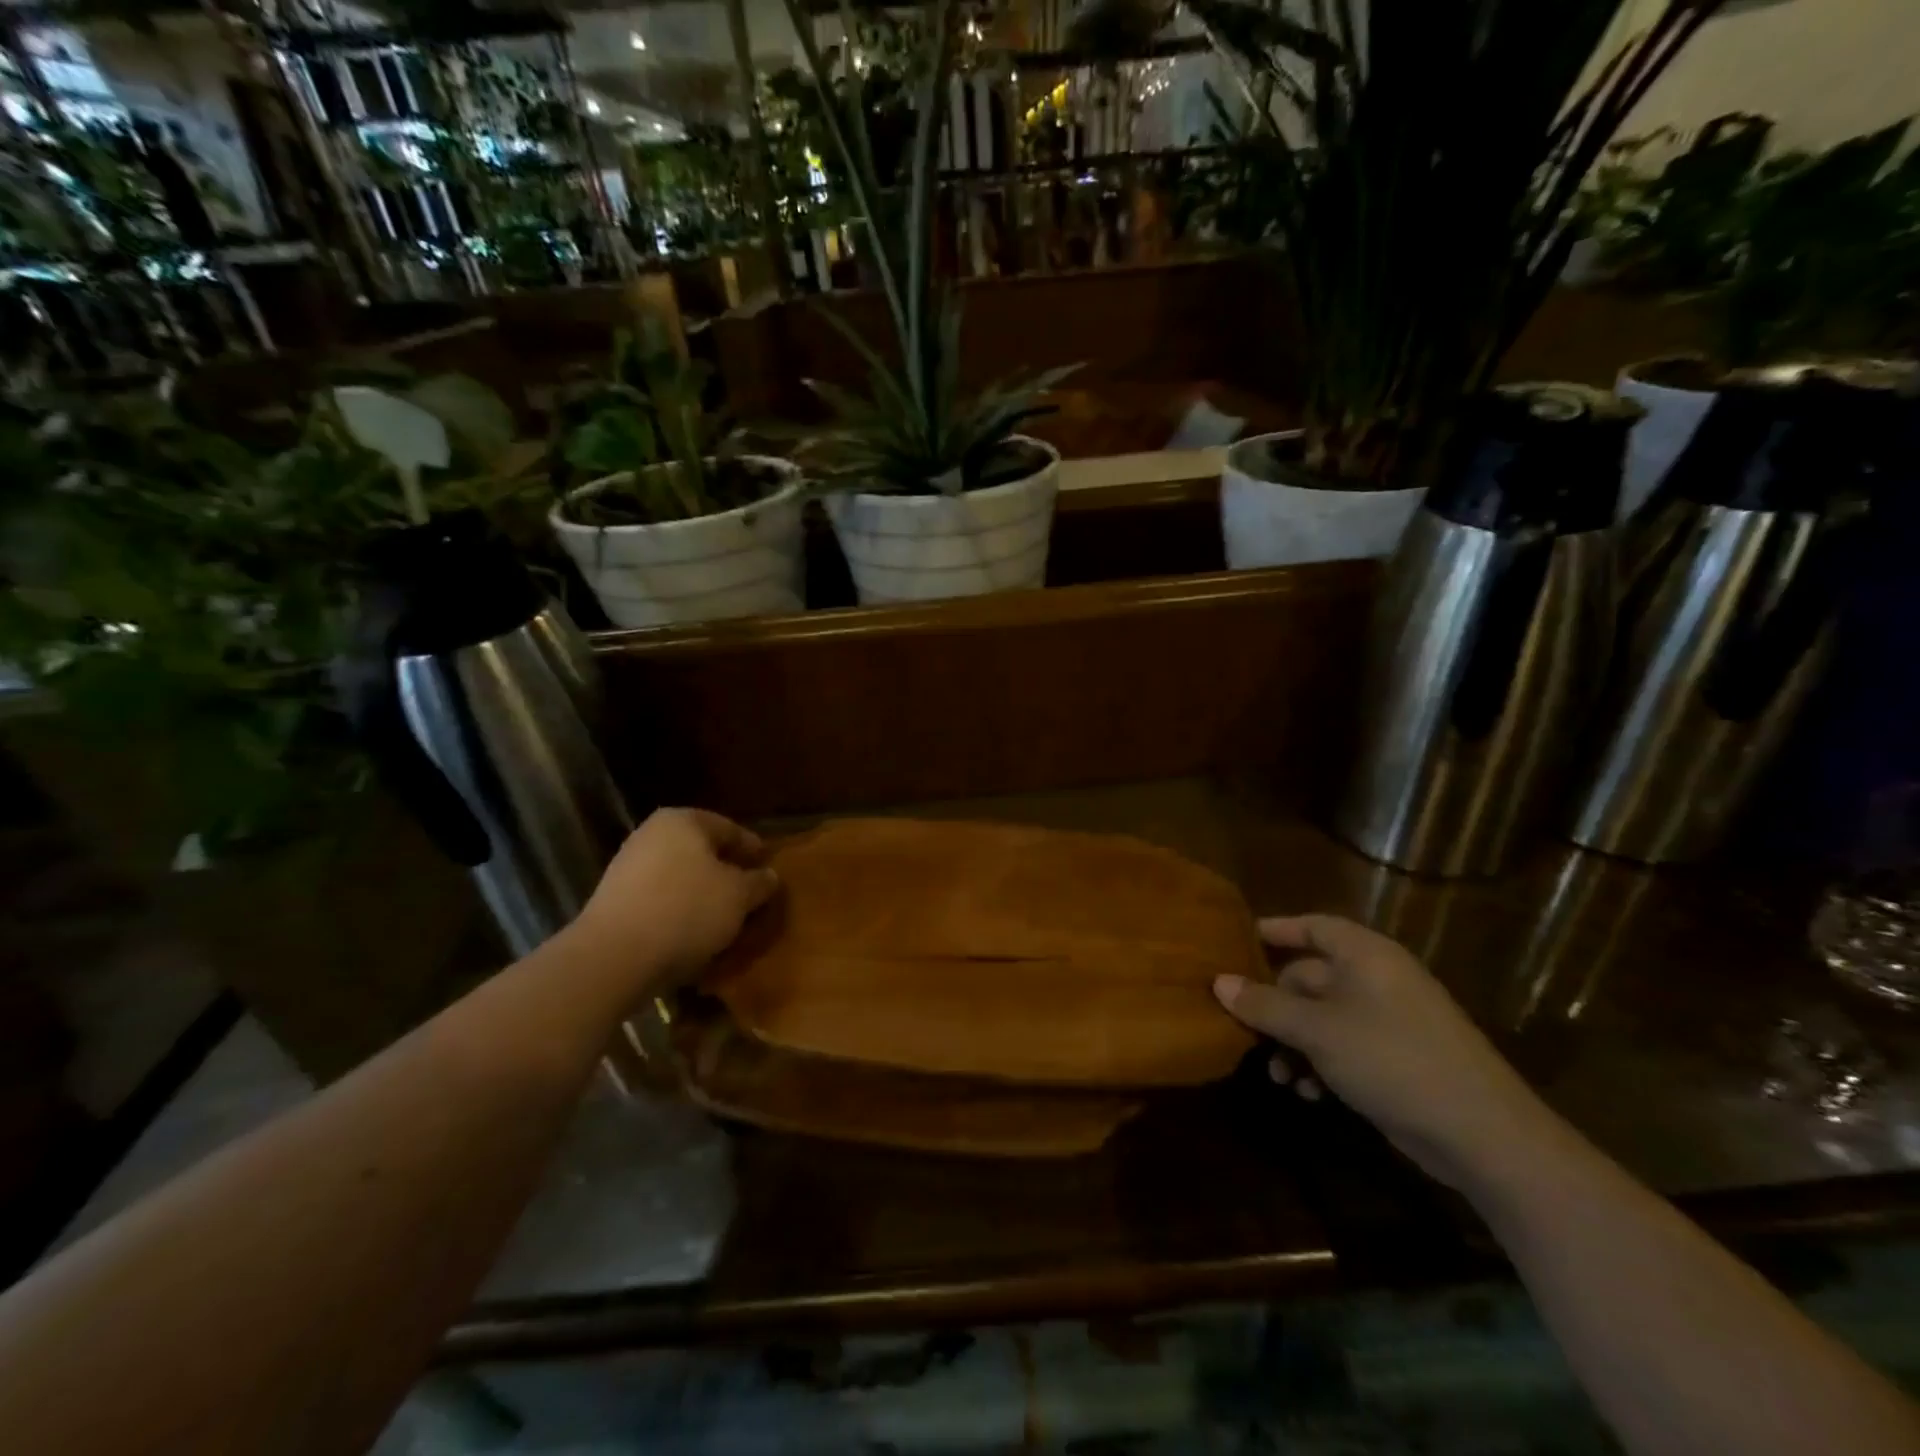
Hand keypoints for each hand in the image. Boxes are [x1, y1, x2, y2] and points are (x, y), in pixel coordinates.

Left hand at [571, 808, 779, 993]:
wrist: (614, 956)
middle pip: (702, 852)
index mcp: (683, 820)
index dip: (753, 849)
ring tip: (724, 919)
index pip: (730, 829)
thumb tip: (769, 876)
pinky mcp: (614, 901)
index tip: (768, 868)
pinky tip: (693, 934)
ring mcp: (628, 867)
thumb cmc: (687, 910)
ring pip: (680, 877)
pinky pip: (659, 900)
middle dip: (725, 872)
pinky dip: (679, 912)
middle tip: (749, 894)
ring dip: (702, 895)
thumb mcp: (739, 896)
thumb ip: (759, 882)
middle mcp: (652, 834)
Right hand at [1214, 915, 1555, 1193]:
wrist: (1483, 1135)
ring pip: (1322, 1018)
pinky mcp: (1396, 1059)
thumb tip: (1218, 982)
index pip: (1312, 926)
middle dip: (1274, 1005)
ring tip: (1277, 1074)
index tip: (1235, 942)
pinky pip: (1344, 1047)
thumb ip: (1265, 1005)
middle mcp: (1377, 979)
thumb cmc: (1392, 1059)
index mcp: (1365, 955)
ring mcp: (1389, 1021)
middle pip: (1310, 976)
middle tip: (1241, 1027)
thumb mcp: (1318, 1031)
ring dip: (1293, 1043)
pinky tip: (1308, 1093)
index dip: (1275, 930)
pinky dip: (1321, 1064)